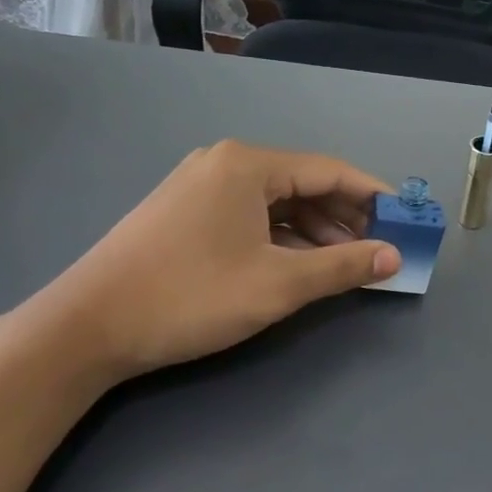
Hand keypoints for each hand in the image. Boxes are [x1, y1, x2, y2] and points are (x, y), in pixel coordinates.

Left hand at [20, 140, 400, 387]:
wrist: (84, 328)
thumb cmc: (190, 296)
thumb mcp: (277, 284)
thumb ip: (342, 266)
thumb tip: (394, 257)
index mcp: (249, 164)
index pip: (330, 171)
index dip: (374, 196)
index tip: (406, 220)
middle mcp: (226, 163)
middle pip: (304, 184)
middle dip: (345, 217)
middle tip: (378, 249)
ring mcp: (200, 185)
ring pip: (277, 202)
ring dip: (315, 230)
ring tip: (345, 262)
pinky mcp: (184, 212)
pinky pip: (250, 214)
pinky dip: (282, 237)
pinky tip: (299, 263)